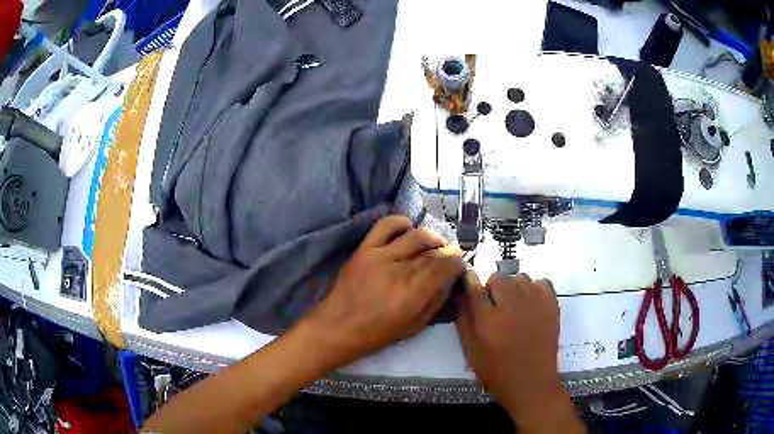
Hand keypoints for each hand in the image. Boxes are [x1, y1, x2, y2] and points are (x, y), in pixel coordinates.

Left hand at [303, 215, 465, 366]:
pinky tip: (408, 230)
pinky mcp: (365, 249)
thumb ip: (436, 302)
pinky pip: (386, 226)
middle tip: (449, 255)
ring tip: (433, 243)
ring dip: (431, 237)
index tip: (459, 263)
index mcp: (414, 294)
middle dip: (446, 251)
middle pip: (433, 251)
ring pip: (415, 235)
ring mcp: (380, 256)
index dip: (457, 261)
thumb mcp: (414, 327)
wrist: (337, 327)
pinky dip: (401, 223)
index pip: (445, 266)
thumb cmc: (377, 334)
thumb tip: (450, 280)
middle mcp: (400, 271)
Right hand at [457, 273, 571, 428]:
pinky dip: (534, 288)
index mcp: (488, 320)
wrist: (532, 383)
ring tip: (514, 306)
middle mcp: (512, 306)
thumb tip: (461, 294)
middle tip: (494, 305)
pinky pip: (541, 282)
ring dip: (513, 287)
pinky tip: (531, 304)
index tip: (470, 282)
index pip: (474, 286)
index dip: (470, 281)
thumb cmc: (497, 371)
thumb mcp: (471, 351)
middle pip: (498, 278)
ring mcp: (535, 303)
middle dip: (492, 288)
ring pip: (520, 278)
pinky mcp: (552, 305)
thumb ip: (464, 321)